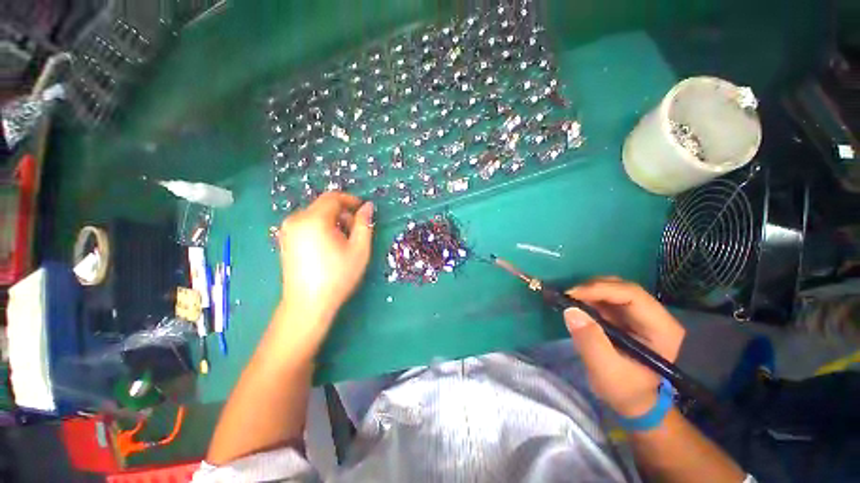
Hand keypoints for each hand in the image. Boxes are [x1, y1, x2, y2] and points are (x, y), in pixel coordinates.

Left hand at [277, 192, 373, 325]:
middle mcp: (296, 219)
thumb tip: (368, 206)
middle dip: (343, 213)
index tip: (363, 211)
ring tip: (343, 240)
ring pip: (315, 214)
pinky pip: (307, 224)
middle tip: (355, 231)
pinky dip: (321, 227)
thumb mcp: (359, 249)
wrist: (307, 304)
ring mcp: (287, 230)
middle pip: (324, 205)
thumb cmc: (338, 276)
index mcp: (314, 219)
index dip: (351, 200)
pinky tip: (328, 245)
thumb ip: (364, 224)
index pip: (333, 197)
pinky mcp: (285, 239)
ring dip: (333, 221)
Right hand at [564, 278, 684, 417]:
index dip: (601, 289)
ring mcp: (640, 315)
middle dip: (593, 288)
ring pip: (613, 289)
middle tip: (568, 296)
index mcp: (661, 329)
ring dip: (589, 291)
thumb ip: (590, 341)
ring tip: (570, 300)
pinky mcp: (626, 316)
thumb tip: (570, 310)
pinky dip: (589, 297)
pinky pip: (606, 298)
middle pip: (623, 287)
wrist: (633, 401)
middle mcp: (655, 316)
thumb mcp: (606, 371)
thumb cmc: (625, 390)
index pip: (632, 295)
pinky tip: (577, 305)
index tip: (572, 294)